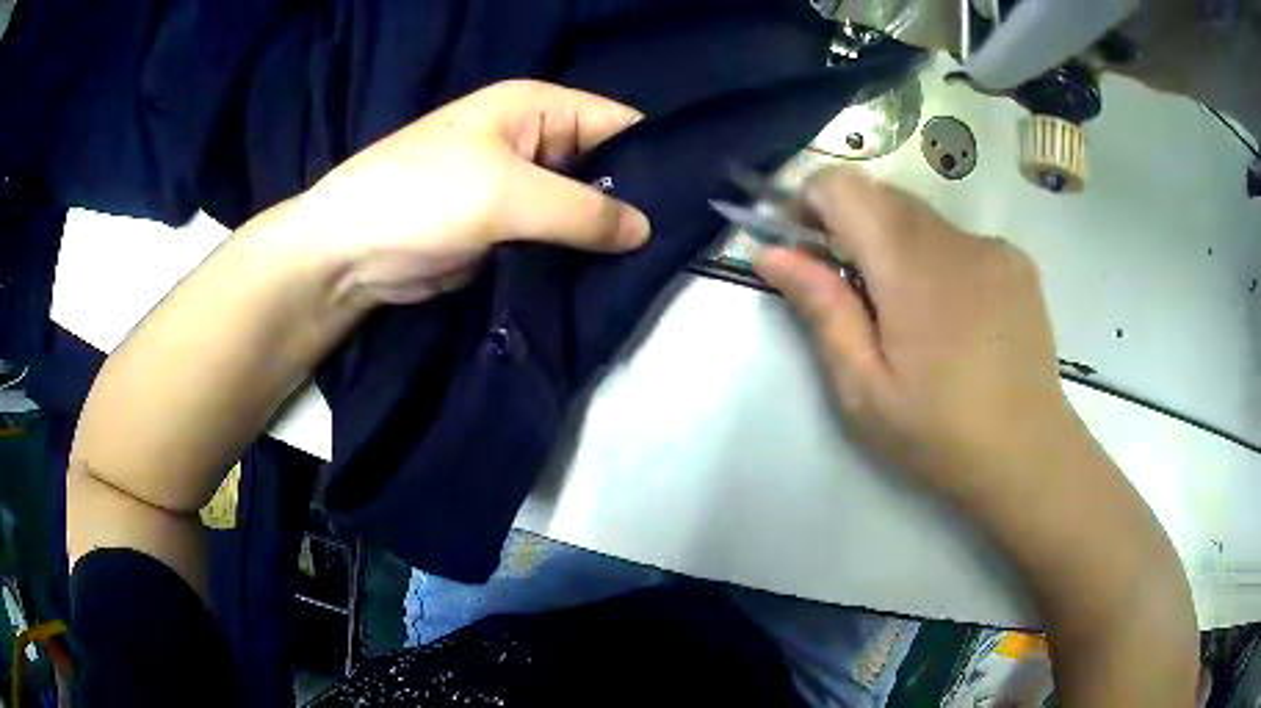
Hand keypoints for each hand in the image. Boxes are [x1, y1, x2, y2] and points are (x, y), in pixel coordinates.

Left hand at [293, 80, 651, 303]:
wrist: (349, 253)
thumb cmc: (421, 196)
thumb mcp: (505, 192)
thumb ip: (582, 209)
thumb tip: (646, 231)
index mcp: (538, 108)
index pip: (620, 124)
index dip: (657, 158)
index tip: (696, 205)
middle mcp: (536, 142)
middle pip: (607, 168)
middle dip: (635, 204)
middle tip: (678, 249)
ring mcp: (522, 189)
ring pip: (584, 209)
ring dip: (608, 237)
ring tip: (651, 270)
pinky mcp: (509, 232)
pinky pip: (559, 240)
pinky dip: (580, 258)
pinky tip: (609, 280)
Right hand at [754, 167, 1080, 505]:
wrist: (1030, 454)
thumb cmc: (940, 435)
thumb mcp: (863, 391)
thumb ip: (821, 310)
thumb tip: (771, 253)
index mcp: (911, 269)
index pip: (843, 187)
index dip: (811, 202)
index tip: (805, 246)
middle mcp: (955, 238)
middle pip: (881, 196)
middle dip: (852, 228)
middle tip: (853, 294)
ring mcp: (992, 245)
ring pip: (921, 218)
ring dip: (897, 247)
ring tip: (911, 318)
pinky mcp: (1017, 260)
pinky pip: (958, 240)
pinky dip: (939, 261)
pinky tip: (956, 319)